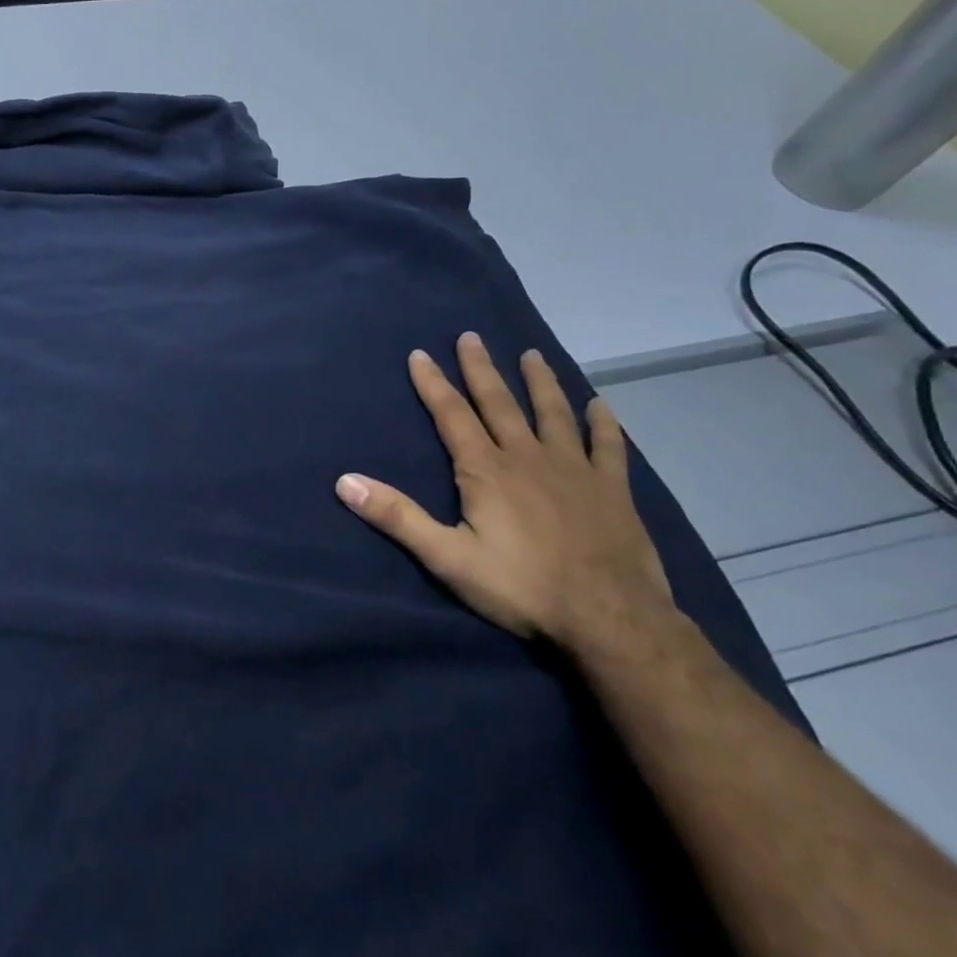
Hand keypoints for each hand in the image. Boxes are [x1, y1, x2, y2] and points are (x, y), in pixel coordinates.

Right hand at [335, 332, 672, 650]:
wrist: (610, 619)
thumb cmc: (521, 587)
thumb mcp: (446, 556)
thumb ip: (396, 516)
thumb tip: (344, 481)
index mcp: (485, 470)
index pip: (452, 415)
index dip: (433, 384)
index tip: (420, 354)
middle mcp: (527, 457)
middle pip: (500, 403)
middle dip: (481, 369)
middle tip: (471, 337)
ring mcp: (574, 470)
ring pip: (553, 413)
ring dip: (540, 382)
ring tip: (532, 355)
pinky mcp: (612, 489)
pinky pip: (607, 446)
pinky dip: (603, 423)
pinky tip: (601, 405)